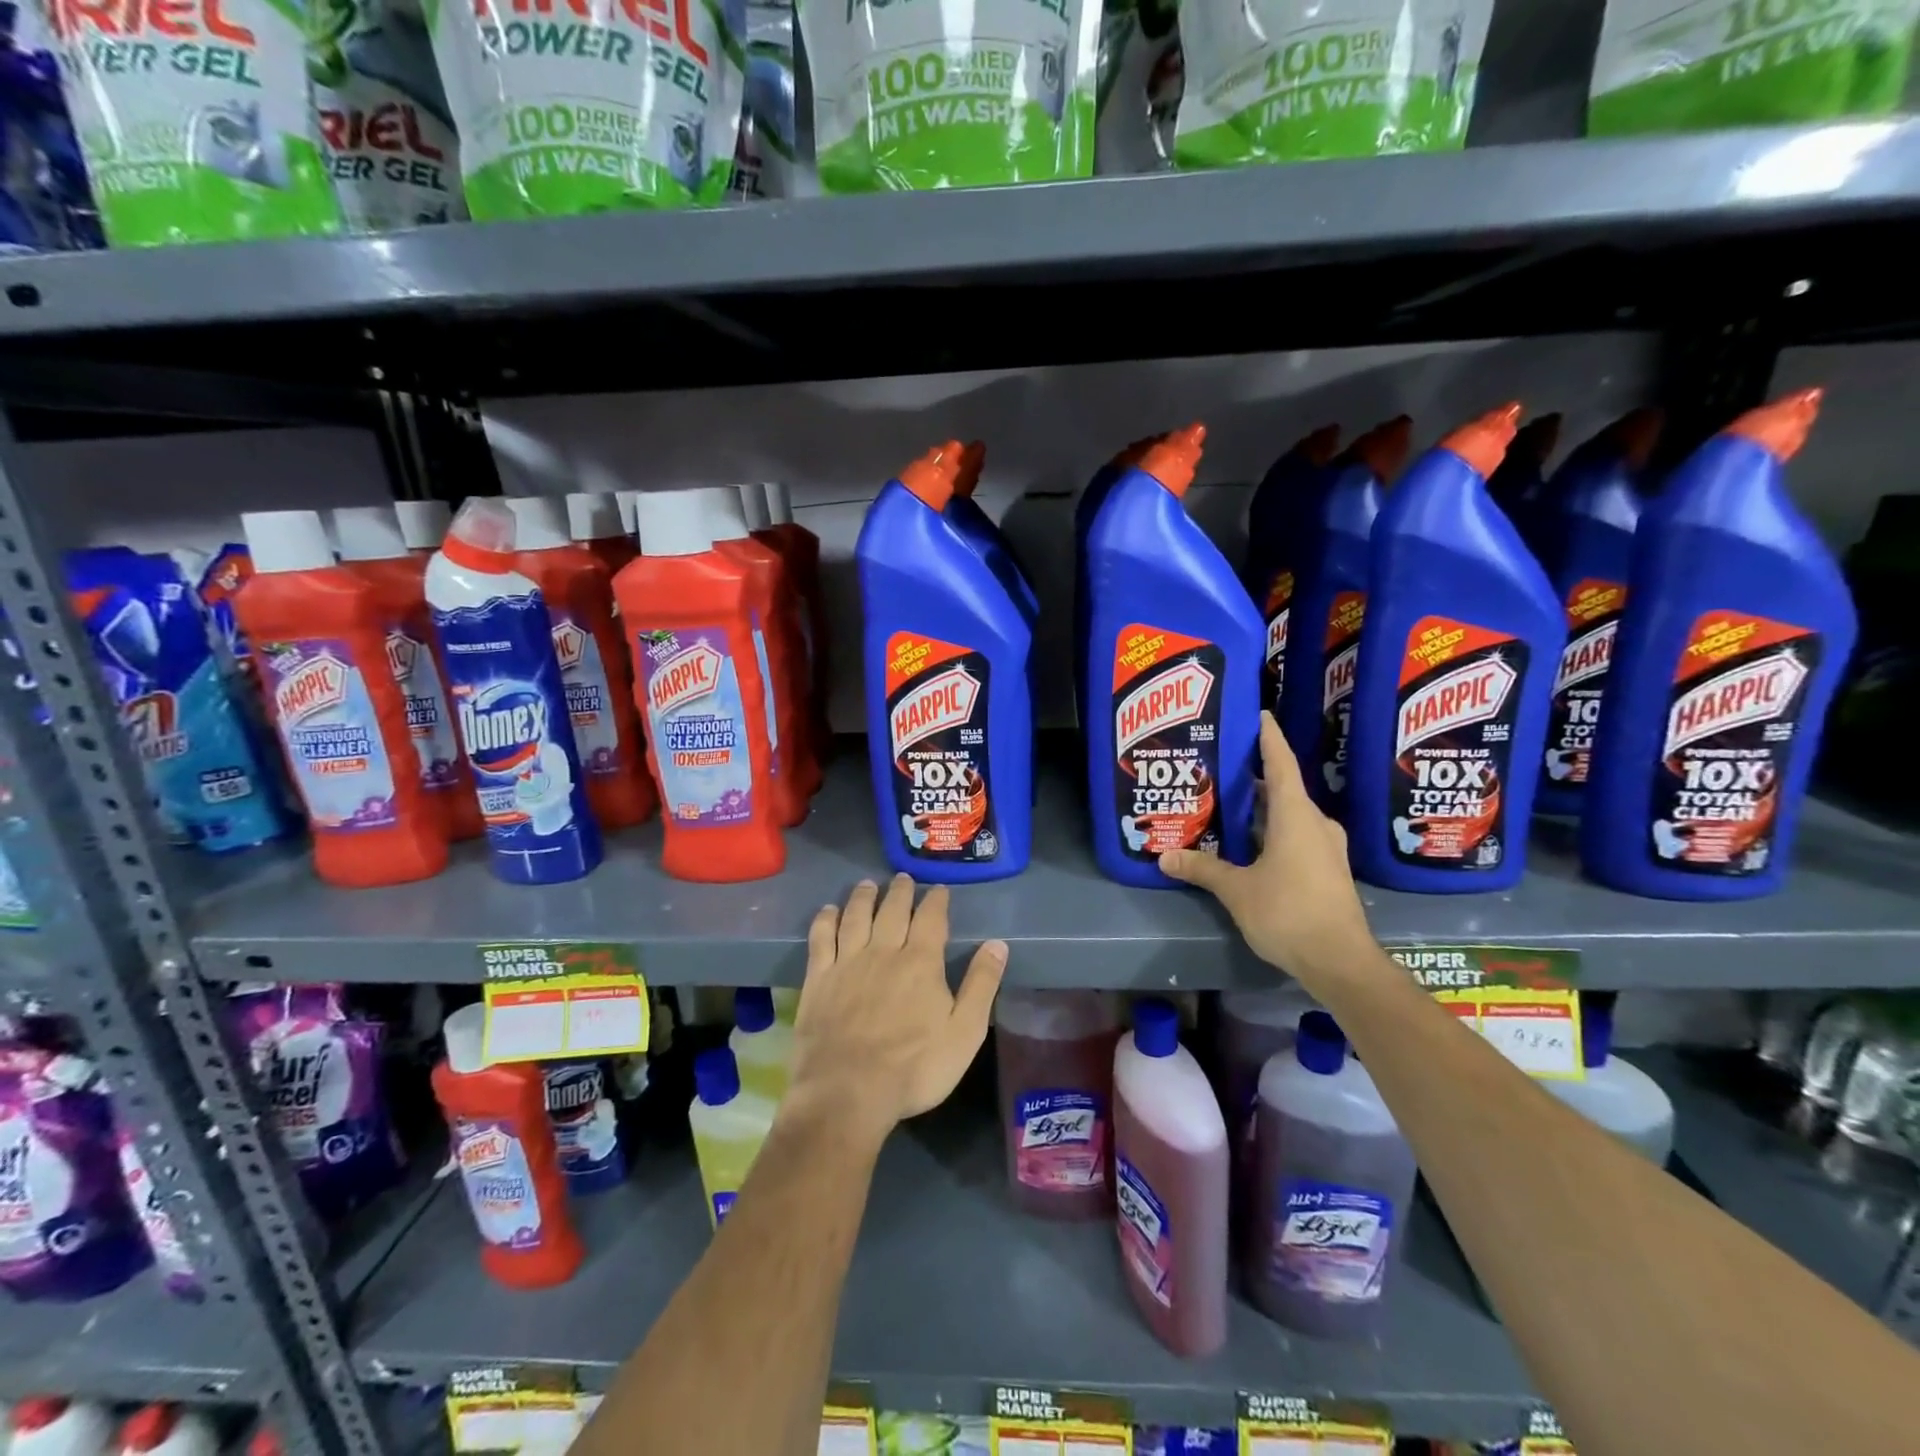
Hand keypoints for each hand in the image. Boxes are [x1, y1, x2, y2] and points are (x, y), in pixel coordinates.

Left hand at [788, 874, 1007, 1143]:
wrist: (847, 1092)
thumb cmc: (914, 1068)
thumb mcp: (964, 1032)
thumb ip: (981, 985)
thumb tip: (998, 944)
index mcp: (920, 962)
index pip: (931, 918)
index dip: (936, 901)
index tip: (940, 890)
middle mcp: (883, 951)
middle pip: (892, 910)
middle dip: (901, 892)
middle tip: (904, 879)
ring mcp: (847, 963)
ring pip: (856, 916)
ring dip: (864, 897)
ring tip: (868, 884)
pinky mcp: (818, 979)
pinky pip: (821, 938)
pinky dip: (825, 919)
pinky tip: (828, 911)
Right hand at [1159, 712, 1376, 985]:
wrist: (1341, 961)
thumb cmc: (1289, 912)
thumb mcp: (1237, 890)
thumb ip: (1202, 869)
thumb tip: (1165, 857)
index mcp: (1296, 815)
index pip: (1281, 763)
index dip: (1268, 737)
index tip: (1258, 714)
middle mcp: (1316, 823)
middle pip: (1283, 788)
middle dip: (1254, 776)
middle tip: (1220, 765)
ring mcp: (1326, 847)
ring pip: (1290, 815)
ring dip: (1262, 807)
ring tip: (1227, 802)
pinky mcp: (1327, 869)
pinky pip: (1296, 835)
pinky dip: (1272, 830)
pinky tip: (1248, 842)